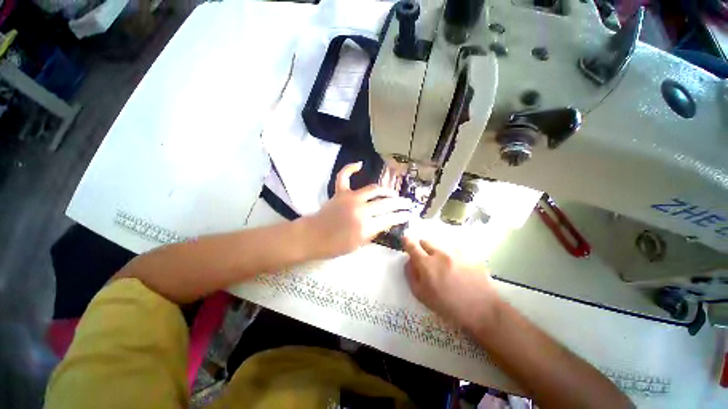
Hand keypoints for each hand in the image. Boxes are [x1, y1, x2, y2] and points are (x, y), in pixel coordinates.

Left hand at [305, 162, 412, 258]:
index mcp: (366, 227)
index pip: (390, 219)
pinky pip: (344, 176)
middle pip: (386, 203)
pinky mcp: (340, 192)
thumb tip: (386, 221)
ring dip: (386, 190)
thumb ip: (374, 231)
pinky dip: (350, 168)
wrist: (313, 237)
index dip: (401, 216)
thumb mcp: (359, 244)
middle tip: (407, 203)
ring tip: (393, 193)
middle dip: (400, 203)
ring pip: (374, 189)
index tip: (408, 215)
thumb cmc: (335, 246)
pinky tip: (359, 164)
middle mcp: (361, 210)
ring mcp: (350, 198)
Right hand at [403, 237, 501, 332]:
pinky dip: (450, 255)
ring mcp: (456, 253)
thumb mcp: (422, 296)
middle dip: (421, 247)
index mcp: (427, 264)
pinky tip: (457, 268)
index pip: (412, 245)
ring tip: (443, 266)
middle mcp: (440, 253)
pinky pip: (454, 250)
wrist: (483, 310)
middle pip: (425, 241)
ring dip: (436, 251)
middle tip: (425, 259)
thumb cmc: (448, 306)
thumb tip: (409, 262)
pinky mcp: (469, 255)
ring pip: (440, 245)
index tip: (405, 240)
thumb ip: (411, 275)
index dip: (406, 241)